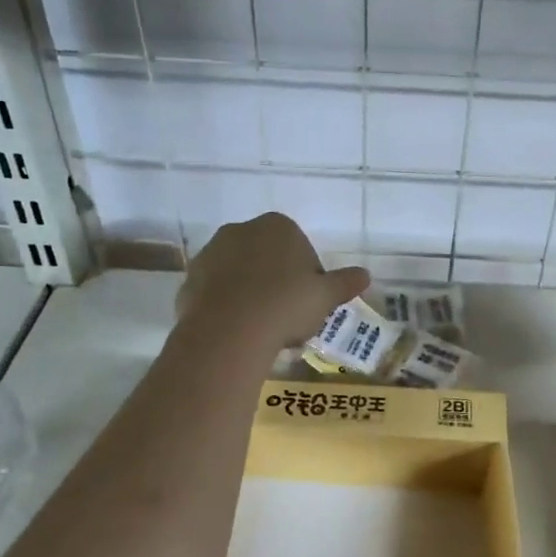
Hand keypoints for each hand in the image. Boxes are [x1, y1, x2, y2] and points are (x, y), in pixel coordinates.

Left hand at [177, 213, 368, 348]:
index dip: (308, 278)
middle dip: (277, 282)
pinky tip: (238, 330)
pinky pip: (216, 292)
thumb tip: (365, 275)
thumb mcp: (325, 296)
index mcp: (278, 226)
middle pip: (268, 258)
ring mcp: (211, 253)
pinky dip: (227, 306)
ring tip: (262, 328)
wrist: (229, 331)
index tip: (309, 303)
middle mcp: (241, 230)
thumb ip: (345, 282)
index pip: (301, 249)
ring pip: (240, 274)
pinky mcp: (190, 279)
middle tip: (287, 317)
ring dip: (251, 293)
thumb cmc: (286, 305)